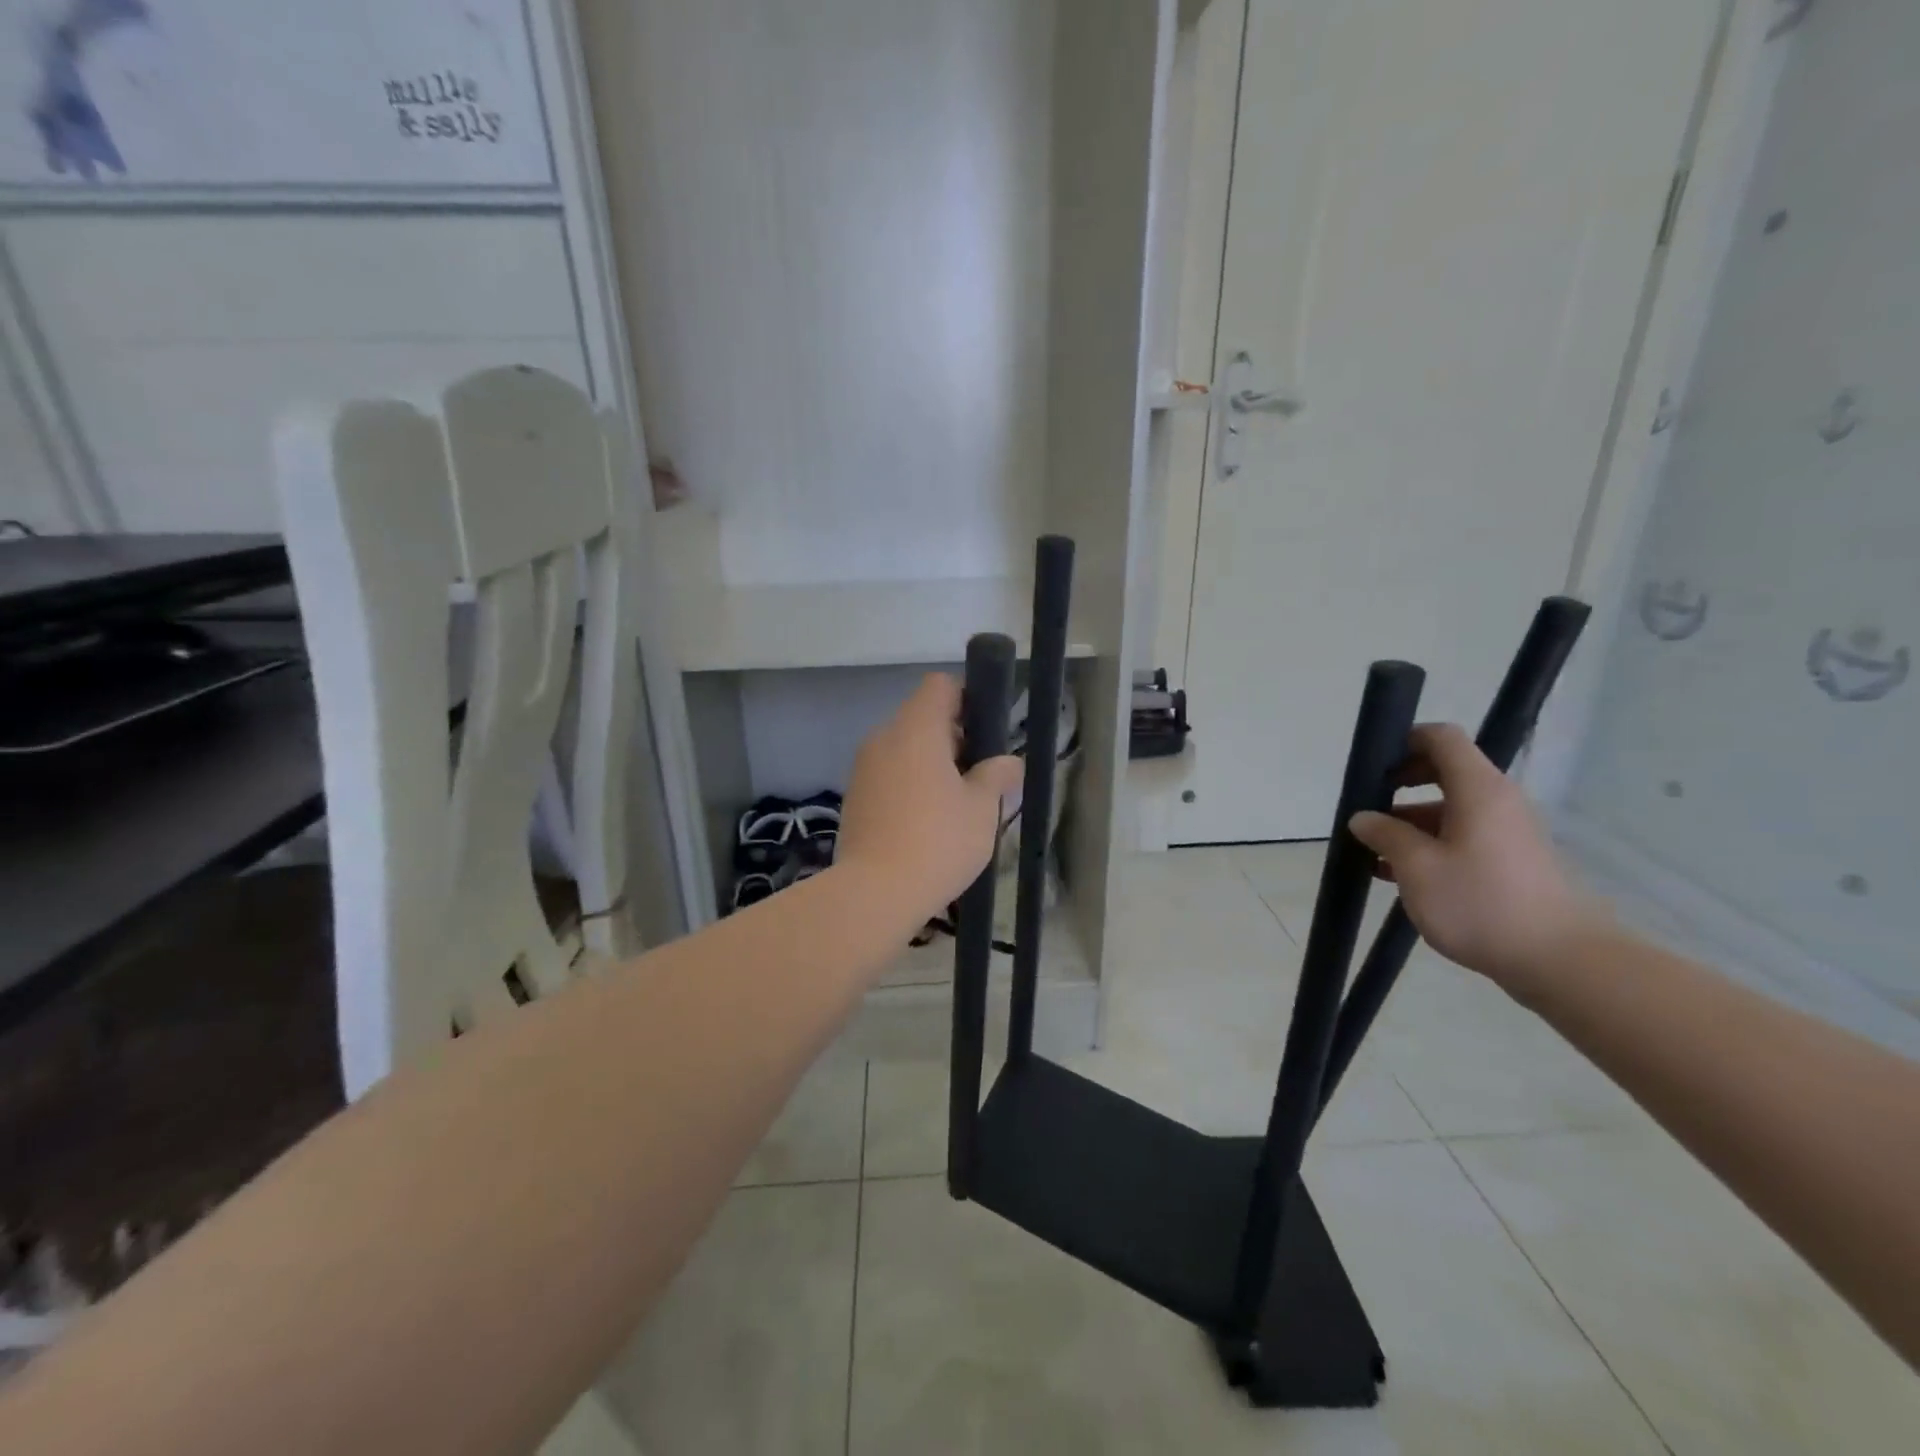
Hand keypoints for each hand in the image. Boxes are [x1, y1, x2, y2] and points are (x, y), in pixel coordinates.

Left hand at [836, 674, 1023, 929]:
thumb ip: (997, 777)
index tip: (985, 733)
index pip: (939, 686)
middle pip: (922, 718)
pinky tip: (926, 823)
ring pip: (904, 749)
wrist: (874, 893)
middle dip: (953, 738)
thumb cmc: (937, 842)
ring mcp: (863, 769)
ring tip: (955, 805)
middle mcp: (883, 739)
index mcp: (916, 730)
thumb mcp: (982, 809)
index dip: (967, 699)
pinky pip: (888, 775)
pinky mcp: (854, 797)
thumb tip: (1009, 763)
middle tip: (979, 776)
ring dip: (930, 765)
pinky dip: (909, 785)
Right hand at [1349, 723, 1608, 991]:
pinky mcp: (1511, 862)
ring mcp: (1507, 833)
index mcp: (1478, 790)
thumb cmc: (1481, 903)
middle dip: (1401, 784)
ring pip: (1451, 810)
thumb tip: (1363, 818)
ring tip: (1373, 851)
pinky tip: (1398, 875)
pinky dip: (1430, 844)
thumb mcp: (1418, 868)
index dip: (1405, 740)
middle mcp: (1497, 801)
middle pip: (1445, 772)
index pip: (1442, 738)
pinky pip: (1462, 837)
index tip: (1373, 764)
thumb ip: (1386, 835)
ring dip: (1410, 822)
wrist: (1561, 961)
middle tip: (1367, 806)